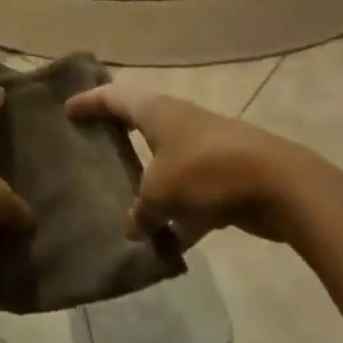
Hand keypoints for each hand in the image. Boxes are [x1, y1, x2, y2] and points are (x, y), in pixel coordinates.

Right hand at [65, 85, 301, 246]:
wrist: (275, 183)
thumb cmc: (205, 171)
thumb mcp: (160, 192)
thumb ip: (141, 210)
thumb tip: (134, 227)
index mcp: (155, 110)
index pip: (113, 97)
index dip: (89, 102)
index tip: (67, 109)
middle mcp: (176, 120)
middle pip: (139, 122)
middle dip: (117, 134)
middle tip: (92, 144)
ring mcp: (202, 147)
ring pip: (165, 162)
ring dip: (148, 183)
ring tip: (123, 204)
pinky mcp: (223, 177)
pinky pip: (190, 195)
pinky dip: (178, 216)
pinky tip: (167, 245)